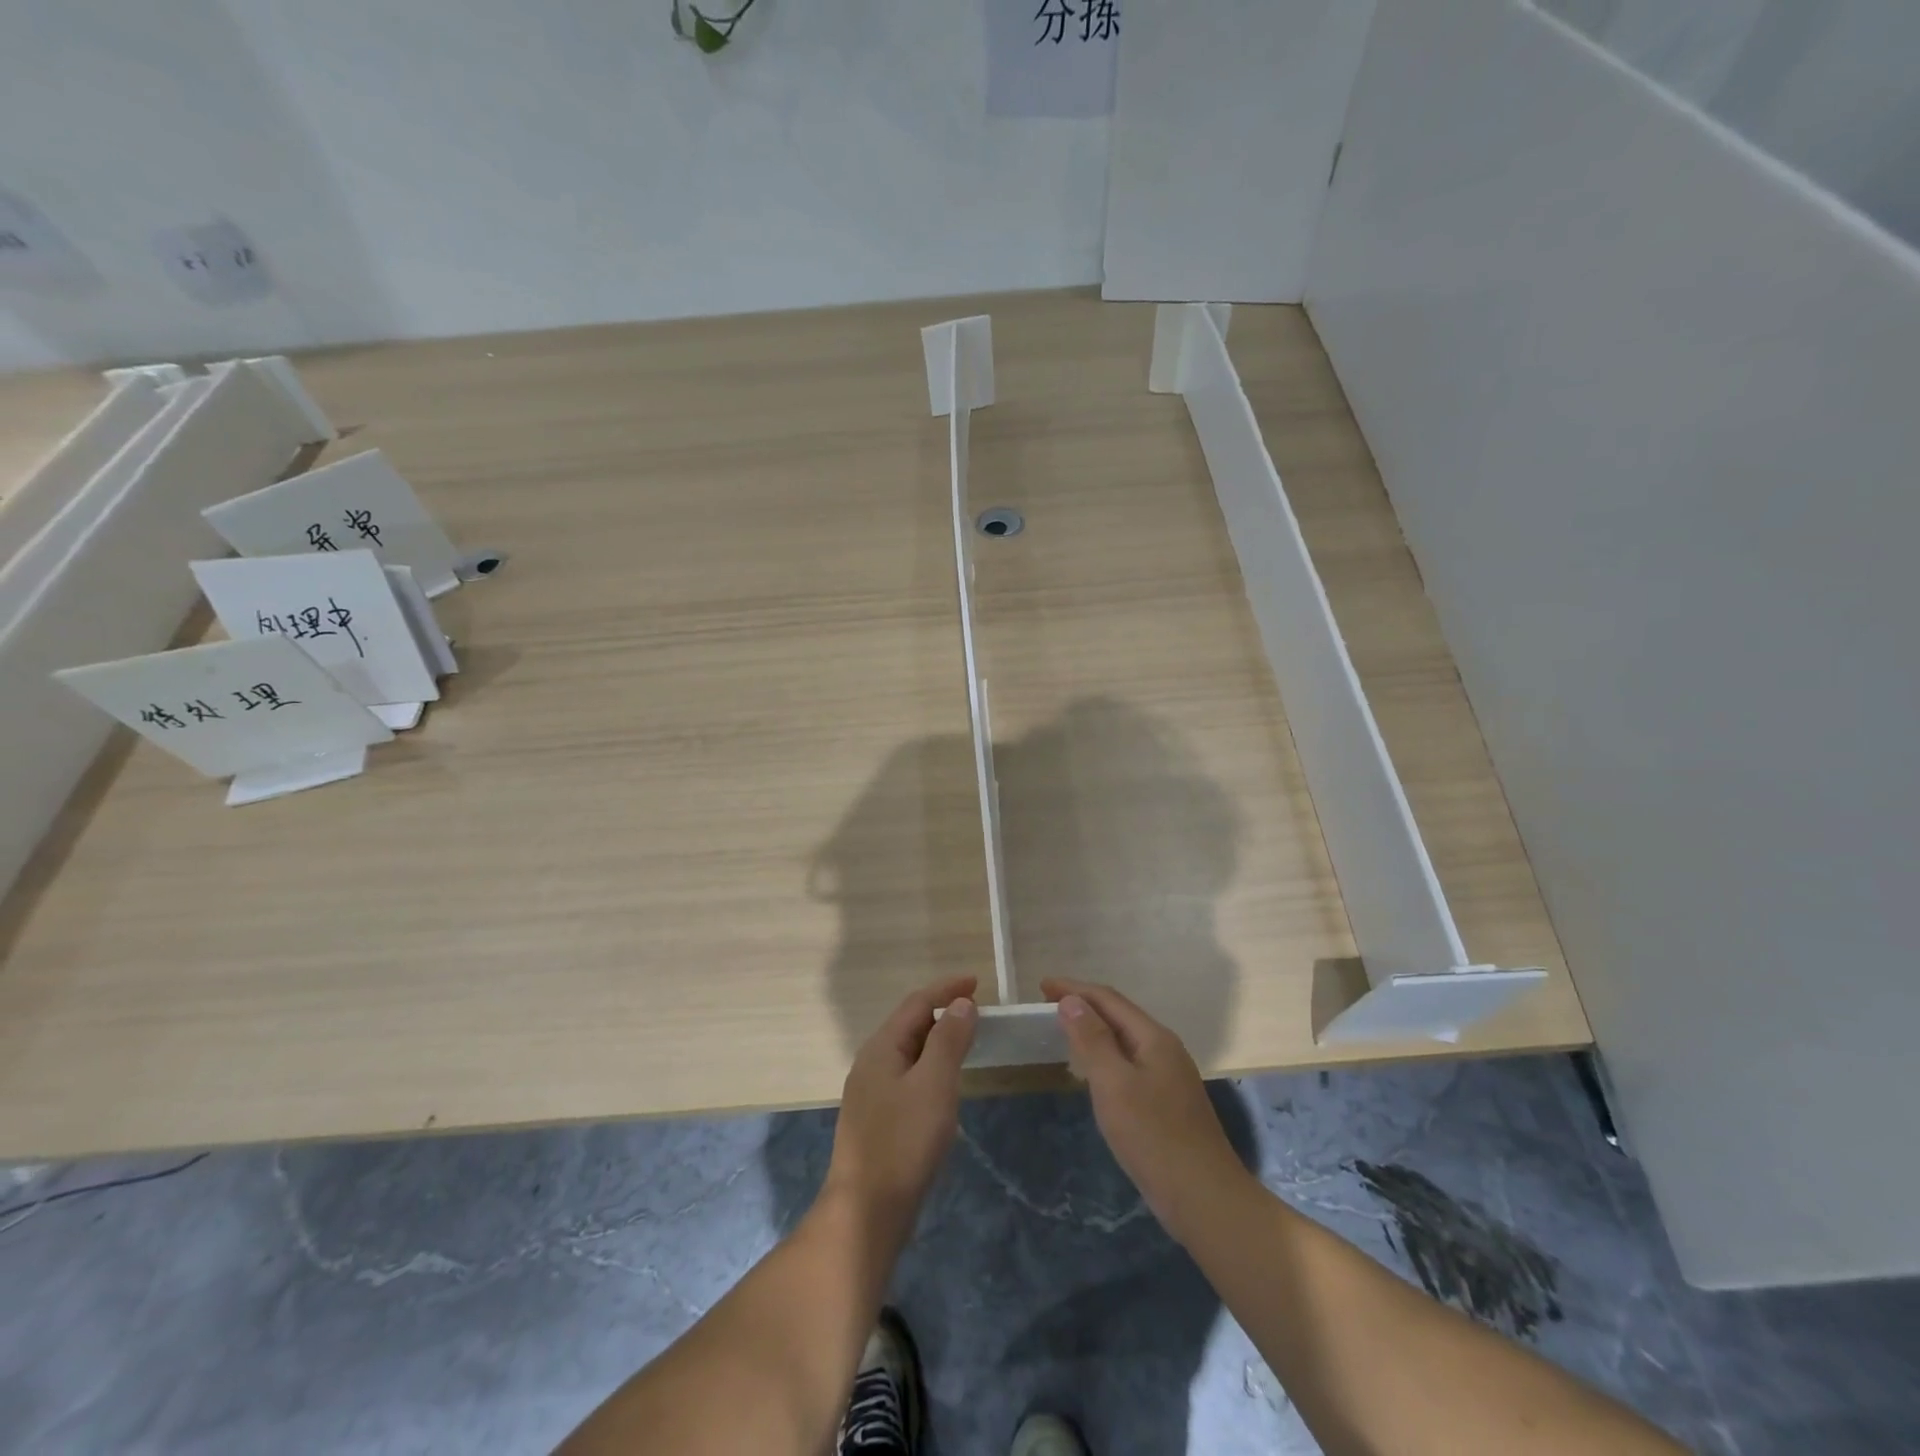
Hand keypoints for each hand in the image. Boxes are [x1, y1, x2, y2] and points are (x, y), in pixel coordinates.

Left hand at [824, 976, 976, 1243]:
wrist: (866, 1213)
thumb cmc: (904, 1142)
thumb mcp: (934, 1084)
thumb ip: (949, 1039)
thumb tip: (961, 1003)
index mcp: (881, 1048)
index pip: (917, 1003)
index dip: (947, 989)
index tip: (977, 983)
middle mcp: (871, 1064)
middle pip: (909, 1025)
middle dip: (942, 1013)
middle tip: (977, 1014)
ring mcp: (870, 1094)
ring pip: (908, 1053)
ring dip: (937, 1042)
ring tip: (966, 1044)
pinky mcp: (877, 1121)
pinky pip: (907, 1078)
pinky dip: (930, 1069)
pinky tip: (944, 1089)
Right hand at [1041, 978, 1251, 1243]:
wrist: (1204, 1198)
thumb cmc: (1154, 1137)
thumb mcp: (1114, 1084)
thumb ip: (1092, 1040)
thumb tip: (1071, 1000)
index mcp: (1153, 1038)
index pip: (1108, 999)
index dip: (1074, 989)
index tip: (1041, 986)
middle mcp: (1164, 1048)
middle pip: (1118, 1014)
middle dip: (1084, 1005)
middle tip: (1047, 1005)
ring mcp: (1169, 1076)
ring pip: (1125, 1039)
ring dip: (1094, 1029)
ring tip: (1064, 1030)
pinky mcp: (1167, 1101)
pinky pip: (1129, 1062)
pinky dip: (1105, 1054)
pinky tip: (1093, 1072)